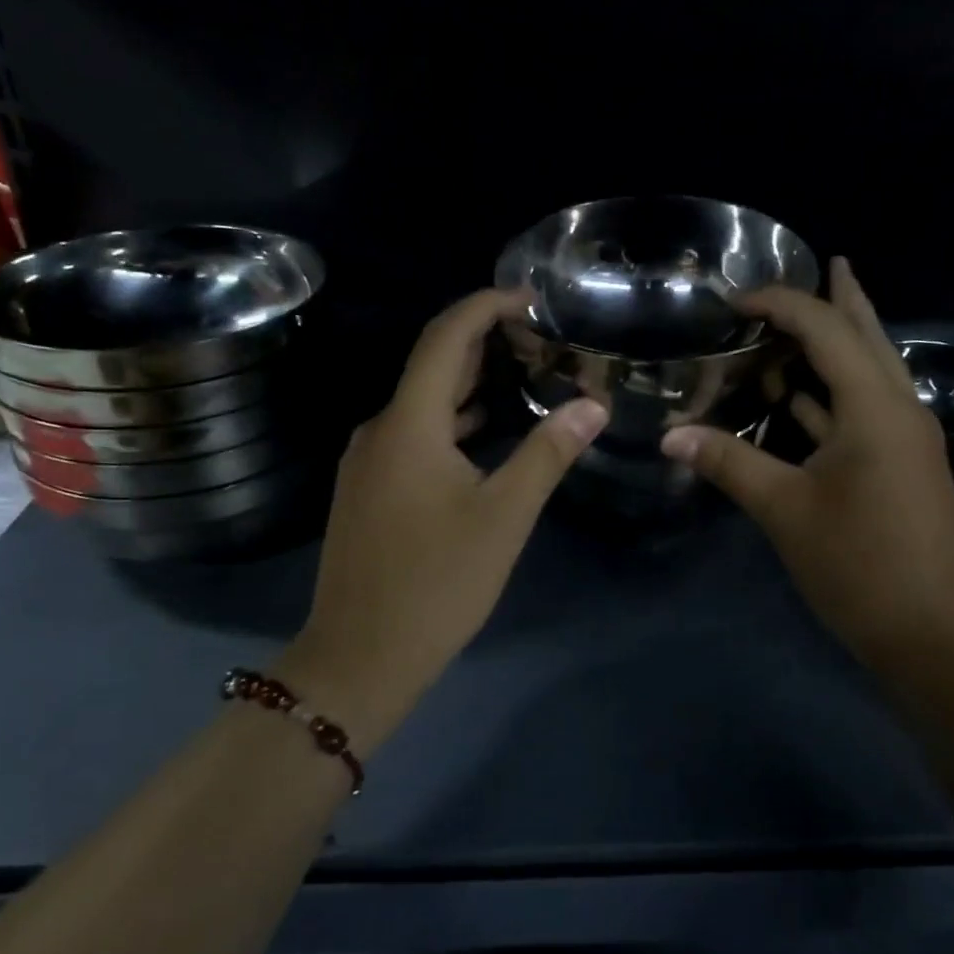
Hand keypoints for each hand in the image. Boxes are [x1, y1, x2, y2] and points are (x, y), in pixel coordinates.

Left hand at [287, 290, 607, 741]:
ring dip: (470, 382)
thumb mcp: (504, 517)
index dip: (486, 306)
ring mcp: (368, 460)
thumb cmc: (437, 583)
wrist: (360, 656)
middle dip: (484, 341)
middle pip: (432, 364)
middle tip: (541, 338)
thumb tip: (593, 406)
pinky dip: (452, 419)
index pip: (444, 337)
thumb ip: (547, 454)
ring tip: (524, 375)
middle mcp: (380, 429)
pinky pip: (413, 432)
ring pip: (423, 401)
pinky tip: (485, 431)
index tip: (531, 298)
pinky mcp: (369, 488)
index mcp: (408, 423)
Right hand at [661, 258, 953, 671]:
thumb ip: (728, 464)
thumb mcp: (785, 510)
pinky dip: (835, 393)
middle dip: (843, 299)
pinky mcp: (903, 466)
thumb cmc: (860, 566)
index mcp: (876, 407)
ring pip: (872, 372)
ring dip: (842, 343)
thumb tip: (670, 437)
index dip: (782, 304)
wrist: (934, 637)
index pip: (827, 330)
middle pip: (869, 337)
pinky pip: (867, 409)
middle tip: (827, 262)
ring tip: (809, 319)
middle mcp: (900, 409)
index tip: (735, 299)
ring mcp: (907, 439)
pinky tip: (804, 397)